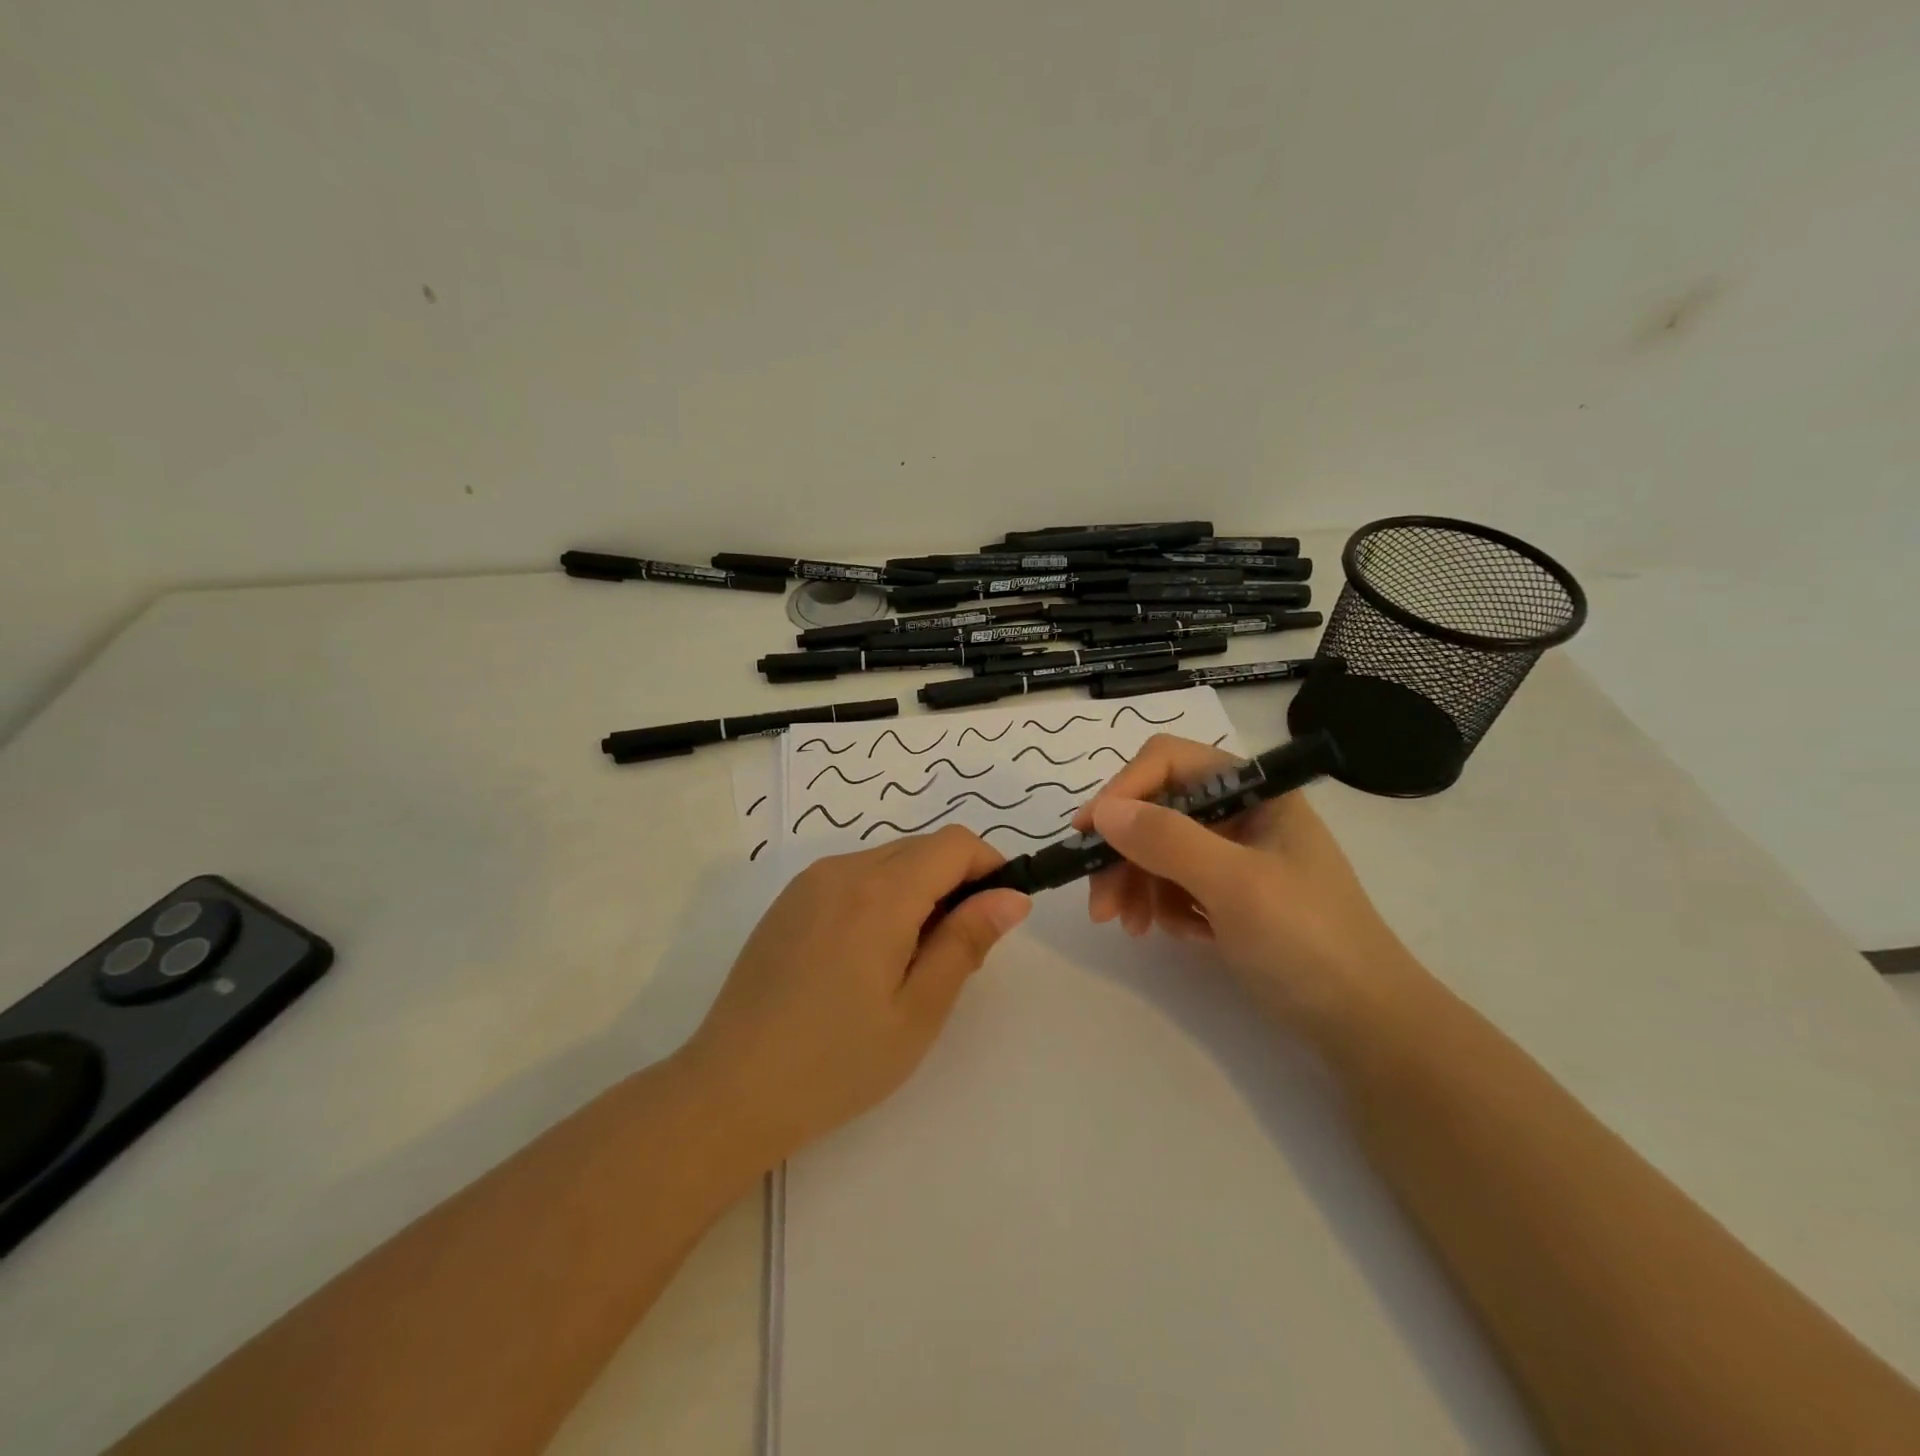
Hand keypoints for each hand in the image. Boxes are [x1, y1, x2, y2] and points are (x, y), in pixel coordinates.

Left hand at [676, 825, 1030, 1164]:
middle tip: (954, 954)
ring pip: (886, 862)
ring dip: (917, 892)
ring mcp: (809, 883)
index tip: (998, 914)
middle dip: (954, 883)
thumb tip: (1012, 896)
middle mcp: (842, 870)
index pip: (954, 844)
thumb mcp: (918, 1010)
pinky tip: (864, 960)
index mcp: (880, 893)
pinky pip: (852, 878)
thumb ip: (966, 942)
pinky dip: (879, 898)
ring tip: (908, 964)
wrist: (730, 1091)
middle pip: (921, 849)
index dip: (989, 866)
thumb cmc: (837, 1061)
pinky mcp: (788, 902)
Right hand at [1073, 734, 1428, 1031]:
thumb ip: (1167, 841)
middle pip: (1158, 810)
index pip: (1169, 763)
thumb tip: (1103, 811)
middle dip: (1123, 853)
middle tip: (1100, 905)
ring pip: (1161, 849)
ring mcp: (1237, 855)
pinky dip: (1165, 906)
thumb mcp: (1236, 886)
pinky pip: (1177, 883)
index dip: (1123, 791)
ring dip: (1137, 884)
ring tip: (1130, 927)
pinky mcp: (1232, 894)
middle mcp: (1242, 813)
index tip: (1087, 835)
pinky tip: (1178, 934)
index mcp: (1254, 791)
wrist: (1367, 1025)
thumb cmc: (1308, 942)